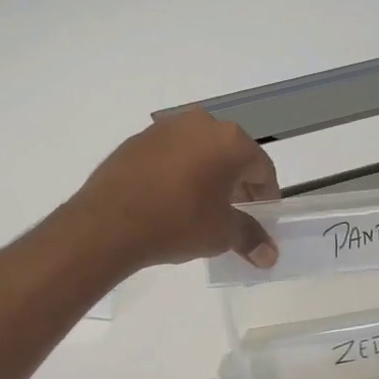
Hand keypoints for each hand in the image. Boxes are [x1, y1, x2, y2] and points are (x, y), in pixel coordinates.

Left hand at [71, 109, 280, 269]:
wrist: (109, 222)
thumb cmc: (178, 222)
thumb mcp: (221, 234)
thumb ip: (250, 237)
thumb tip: (269, 255)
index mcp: (230, 140)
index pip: (261, 168)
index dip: (266, 195)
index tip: (262, 217)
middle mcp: (201, 123)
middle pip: (231, 154)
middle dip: (237, 182)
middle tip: (234, 212)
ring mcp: (166, 127)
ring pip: (200, 150)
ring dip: (207, 174)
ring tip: (200, 206)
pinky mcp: (138, 138)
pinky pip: (171, 153)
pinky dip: (178, 170)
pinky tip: (170, 197)